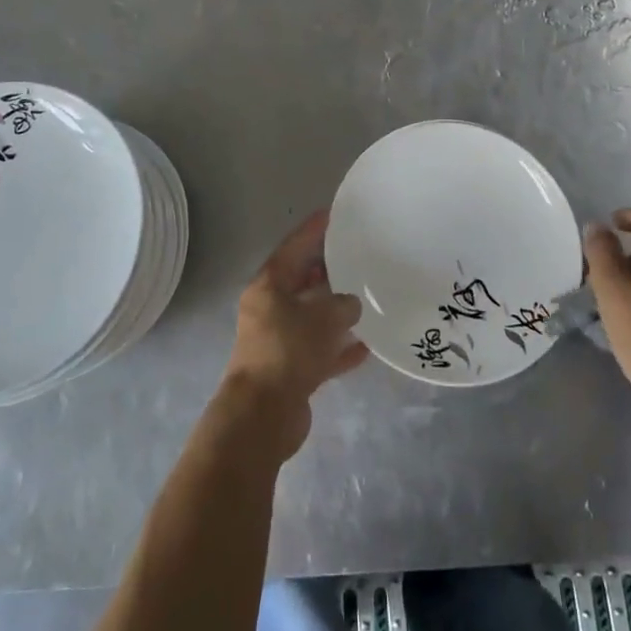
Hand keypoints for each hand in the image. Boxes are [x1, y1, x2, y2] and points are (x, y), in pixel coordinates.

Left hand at [221, 211, 368, 458]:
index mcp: (268, 287)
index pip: (293, 248)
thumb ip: (341, 305)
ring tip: (363, 298)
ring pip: (310, 318)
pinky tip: (365, 347)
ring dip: (333, 311)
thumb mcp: (322, 318)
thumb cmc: (288, 351)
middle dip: (325, 270)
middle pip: (300, 282)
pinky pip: (318, 351)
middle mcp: (269, 310)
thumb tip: (350, 305)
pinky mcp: (289, 371)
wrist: (264, 416)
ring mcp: (278, 342)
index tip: (332, 214)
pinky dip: (338, 349)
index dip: (313, 230)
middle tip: (353, 255)